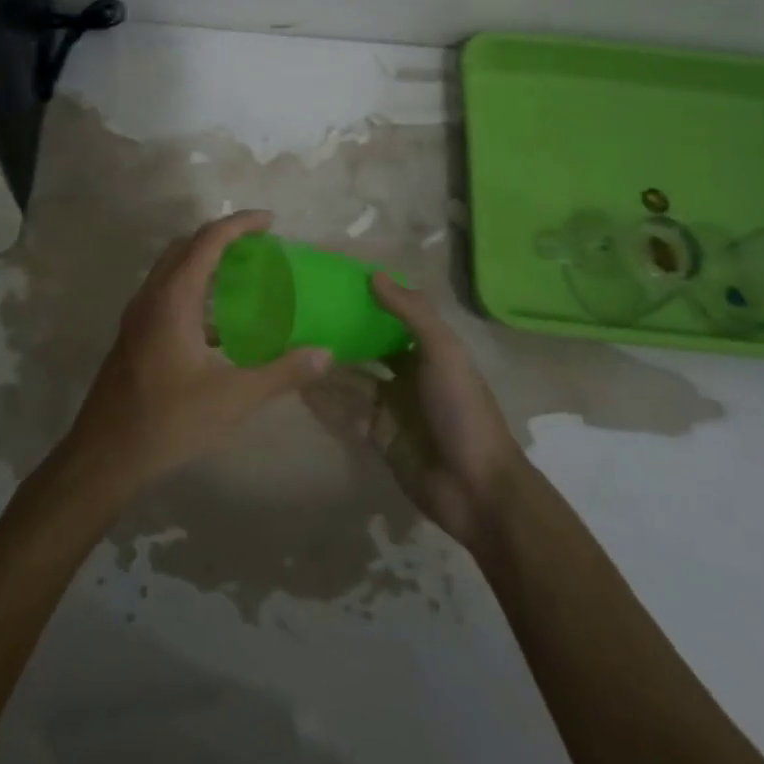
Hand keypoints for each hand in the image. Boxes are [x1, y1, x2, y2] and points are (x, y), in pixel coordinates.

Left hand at [62, 211, 333, 497]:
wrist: (105, 454)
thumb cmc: (169, 420)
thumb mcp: (234, 398)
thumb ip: (282, 373)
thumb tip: (325, 354)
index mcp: (174, 298)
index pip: (208, 240)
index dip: (240, 224)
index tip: (270, 221)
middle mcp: (152, 295)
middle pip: (186, 246)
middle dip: (222, 237)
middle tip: (259, 245)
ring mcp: (138, 315)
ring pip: (173, 269)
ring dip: (205, 261)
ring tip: (243, 275)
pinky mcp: (135, 334)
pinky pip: (167, 293)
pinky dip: (194, 289)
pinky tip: (218, 323)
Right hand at [303, 274, 526, 549]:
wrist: (475, 488)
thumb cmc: (461, 409)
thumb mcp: (442, 352)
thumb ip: (411, 312)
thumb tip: (374, 275)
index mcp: (428, 351)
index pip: (392, 318)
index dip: (366, 302)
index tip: (331, 284)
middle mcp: (408, 375)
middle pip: (368, 348)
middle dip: (340, 334)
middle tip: (299, 316)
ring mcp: (392, 407)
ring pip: (352, 380)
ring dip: (327, 366)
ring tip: (288, 347)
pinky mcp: (378, 436)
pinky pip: (346, 412)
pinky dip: (325, 400)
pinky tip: (297, 385)